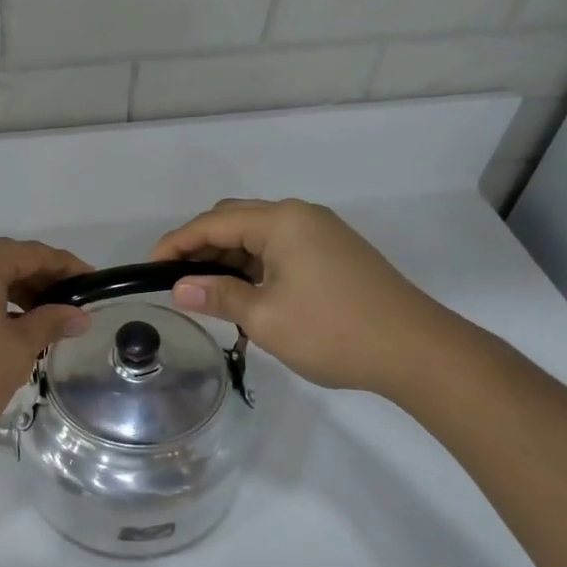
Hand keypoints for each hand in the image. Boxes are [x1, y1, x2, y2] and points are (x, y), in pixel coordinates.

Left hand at [0, 239, 92, 461]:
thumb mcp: (16, 351)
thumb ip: (50, 323)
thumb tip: (78, 315)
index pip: (33, 254)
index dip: (67, 268)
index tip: (93, 284)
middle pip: (4, 260)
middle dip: (39, 282)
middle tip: (69, 309)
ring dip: (11, 293)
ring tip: (40, 322)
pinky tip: (3, 326)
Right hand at [152, 198, 460, 397]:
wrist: (416, 350)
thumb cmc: (334, 331)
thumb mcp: (267, 317)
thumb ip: (219, 296)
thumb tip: (180, 288)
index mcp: (282, 222)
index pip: (214, 222)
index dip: (176, 243)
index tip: (150, 268)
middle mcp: (301, 216)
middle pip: (235, 220)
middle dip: (201, 246)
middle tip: (177, 281)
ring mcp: (322, 233)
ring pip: (259, 235)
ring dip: (229, 258)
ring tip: (207, 293)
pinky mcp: (335, 253)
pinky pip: (281, 249)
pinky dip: (255, 265)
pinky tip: (246, 294)